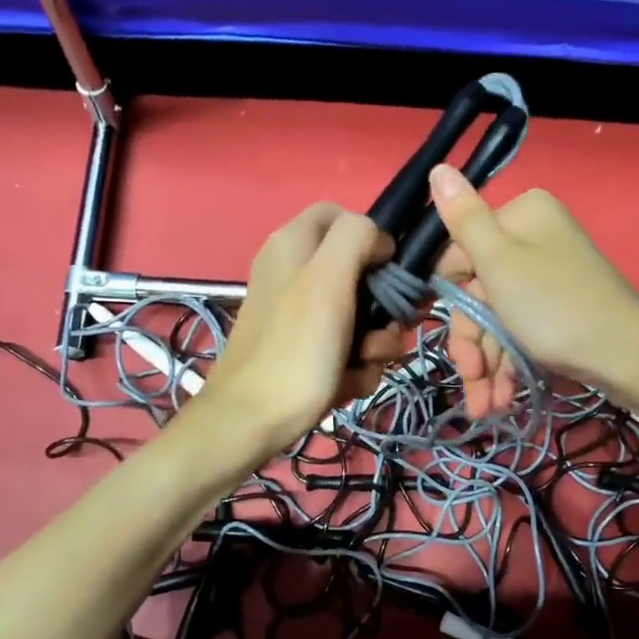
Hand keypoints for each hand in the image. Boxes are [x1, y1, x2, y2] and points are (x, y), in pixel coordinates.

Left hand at [190, 202, 403, 460]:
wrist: (251, 422)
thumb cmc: (294, 349)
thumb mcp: (327, 280)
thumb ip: (356, 238)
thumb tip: (379, 239)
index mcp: (294, 243)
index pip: (344, 216)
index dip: (374, 240)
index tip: (388, 273)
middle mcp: (296, 272)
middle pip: (362, 272)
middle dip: (383, 307)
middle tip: (381, 332)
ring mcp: (301, 315)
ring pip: (362, 316)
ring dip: (374, 344)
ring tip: (359, 365)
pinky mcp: (305, 350)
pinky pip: (347, 348)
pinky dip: (354, 367)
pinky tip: (344, 384)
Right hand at [430, 164, 638, 414]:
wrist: (627, 358)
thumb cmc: (554, 306)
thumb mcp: (499, 261)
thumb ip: (463, 218)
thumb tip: (437, 167)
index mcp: (520, 217)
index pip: (459, 253)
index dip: (451, 298)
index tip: (446, 334)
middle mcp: (534, 241)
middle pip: (478, 293)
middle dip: (471, 345)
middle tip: (471, 381)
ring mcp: (547, 279)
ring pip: (496, 321)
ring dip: (486, 366)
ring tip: (486, 408)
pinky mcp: (557, 311)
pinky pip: (518, 334)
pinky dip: (508, 366)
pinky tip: (502, 399)